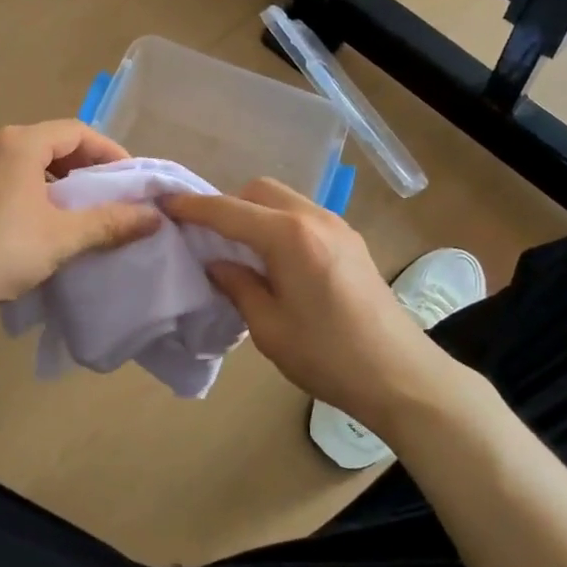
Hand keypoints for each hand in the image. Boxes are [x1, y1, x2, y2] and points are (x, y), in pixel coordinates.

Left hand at [0, 121, 161, 314]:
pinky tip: (38, 215)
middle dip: (83, 164)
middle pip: (50, 140)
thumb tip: (154, 216)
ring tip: (76, 205)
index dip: (108, 151)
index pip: (76, 131)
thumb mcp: (64, 236)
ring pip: (26, 157)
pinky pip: (4, 172)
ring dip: (56, 175)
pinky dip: (30, 184)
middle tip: (107, 192)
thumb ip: (111, 222)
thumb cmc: (3, 252)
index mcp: (19, 143)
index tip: (128, 178)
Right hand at [163, 179, 447, 434]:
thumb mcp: (269, 327)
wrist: (401, 376)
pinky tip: (274, 259)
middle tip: (207, 237)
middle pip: (259, 191)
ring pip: (284, 200)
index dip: (193, 207)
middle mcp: (314, 218)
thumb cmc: (328, 356)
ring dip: (255, 213)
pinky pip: (303, 216)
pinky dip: (279, 224)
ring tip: (239, 249)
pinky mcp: (351, 241)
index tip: (164, 204)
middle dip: (228, 205)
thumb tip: (217, 263)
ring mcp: (338, 227)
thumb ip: (238, 285)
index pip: (229, 211)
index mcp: (290, 237)